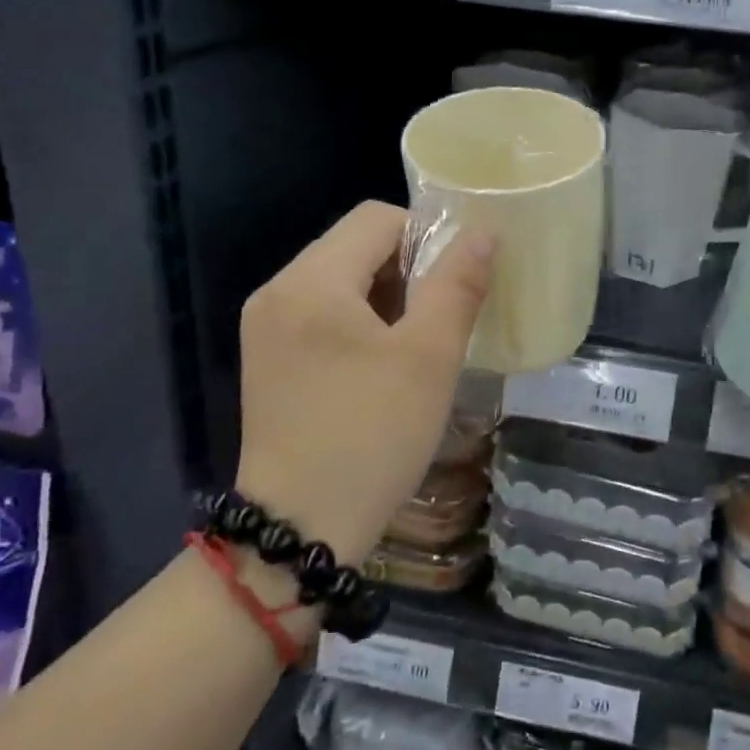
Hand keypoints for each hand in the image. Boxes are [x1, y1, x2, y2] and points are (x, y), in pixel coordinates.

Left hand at [235, 201, 492, 564]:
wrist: (299, 530)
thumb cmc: (372, 436)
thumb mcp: (428, 357)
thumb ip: (457, 285)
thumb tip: (482, 232)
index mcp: (310, 281)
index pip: (377, 219)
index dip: (427, 238)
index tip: (455, 287)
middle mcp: (277, 291)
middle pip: (355, 246)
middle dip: (408, 271)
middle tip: (439, 321)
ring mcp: (266, 327)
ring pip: (341, 281)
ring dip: (387, 298)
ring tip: (416, 347)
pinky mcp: (268, 359)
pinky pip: (322, 314)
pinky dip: (360, 323)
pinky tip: (381, 366)